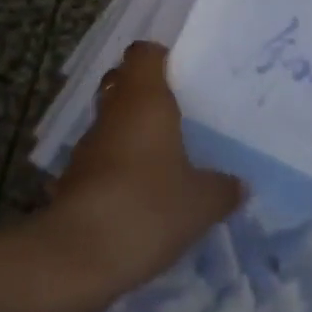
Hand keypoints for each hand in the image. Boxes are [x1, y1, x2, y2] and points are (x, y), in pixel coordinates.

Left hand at [50, 43, 242, 289]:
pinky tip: (142, 192)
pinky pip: (101, 158)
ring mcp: (88, 146)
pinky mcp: (73, 179)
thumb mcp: (202, 202)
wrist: (77, 257)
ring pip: (111, 122)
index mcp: (144, 99)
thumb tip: (238, 185)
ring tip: (166, 155)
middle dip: (147, 94)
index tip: (185, 75)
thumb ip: (223, 188)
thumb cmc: (147, 208)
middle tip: (180, 113)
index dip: (162, 58)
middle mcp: (113, 112)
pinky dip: (118, 166)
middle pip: (123, 83)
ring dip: (131, 132)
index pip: (144, 53)